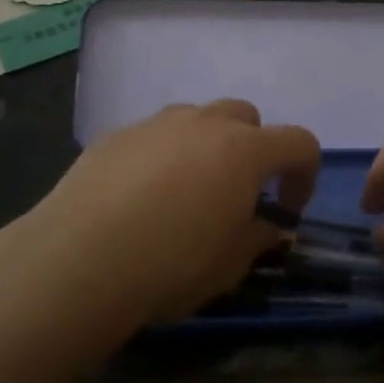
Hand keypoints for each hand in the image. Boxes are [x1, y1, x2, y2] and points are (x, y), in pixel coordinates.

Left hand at [23, 99, 319, 332]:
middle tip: (237, 193)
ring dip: (206, 146)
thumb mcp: (230, 265)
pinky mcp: (115, 135)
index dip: (304, 175)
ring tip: (187, 192)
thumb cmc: (171, 264)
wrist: (79, 259)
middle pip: (246, 117)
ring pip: (197, 119)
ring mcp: (156, 123)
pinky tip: (139, 197)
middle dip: (253, 149)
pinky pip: (153, 136)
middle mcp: (205, 123)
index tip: (286, 210)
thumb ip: (257, 239)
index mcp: (245, 150)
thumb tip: (266, 228)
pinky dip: (161, 156)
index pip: (299, 143)